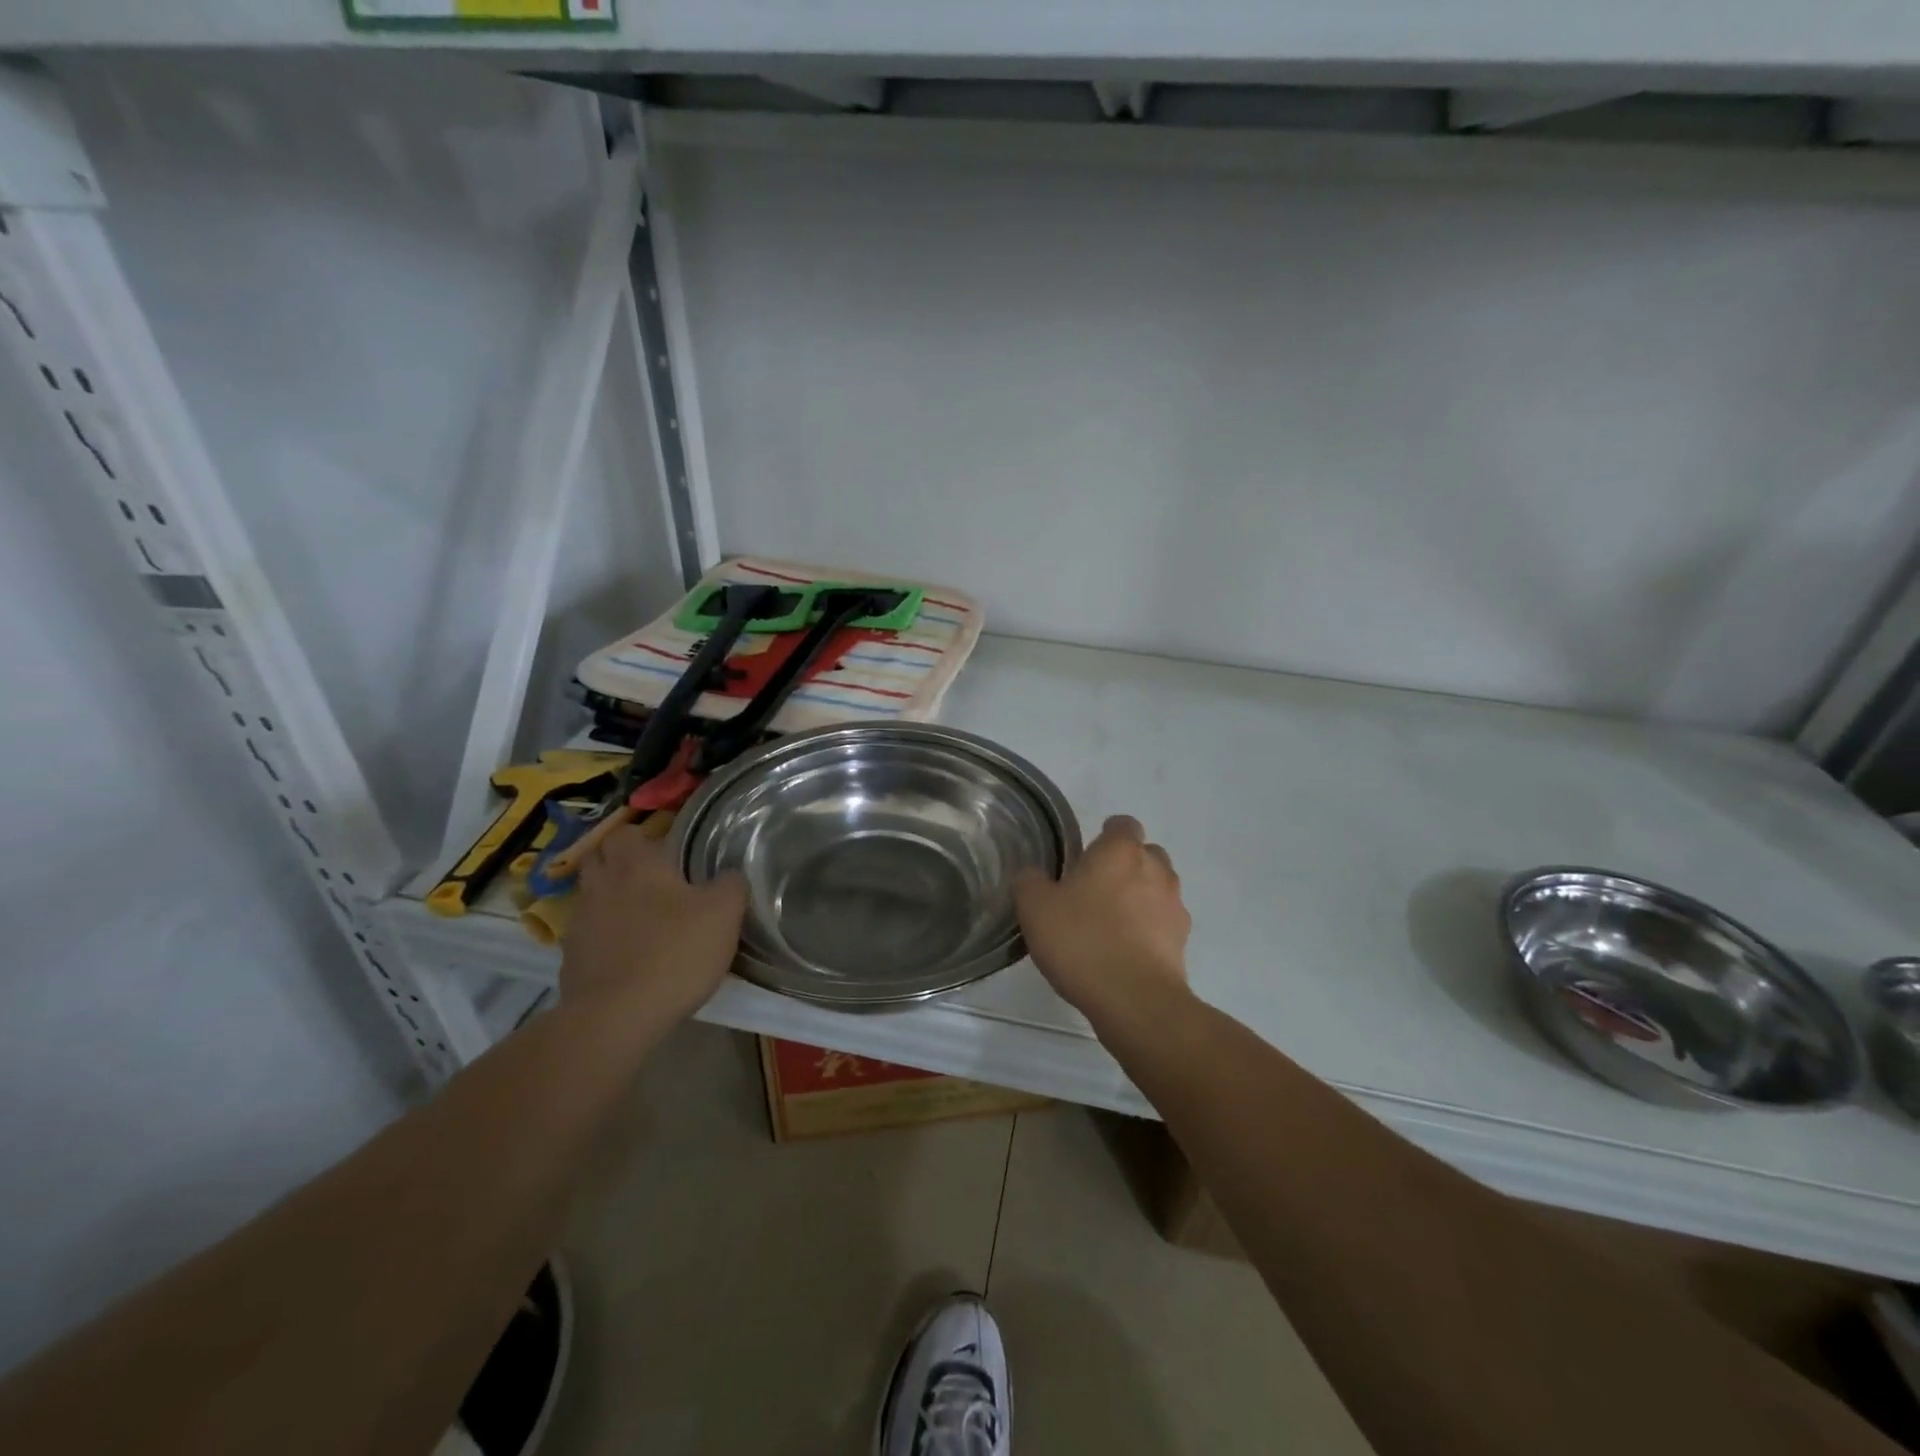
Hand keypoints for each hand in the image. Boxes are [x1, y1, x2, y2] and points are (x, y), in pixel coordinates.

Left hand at [559, 823, 746, 1031]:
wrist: (616, 1018)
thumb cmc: (674, 953)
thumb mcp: (724, 915)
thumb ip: (731, 885)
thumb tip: (730, 875)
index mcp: (636, 864)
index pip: (626, 832)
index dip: (642, 837)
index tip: (666, 849)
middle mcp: (600, 885)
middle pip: (599, 859)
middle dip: (620, 863)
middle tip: (652, 879)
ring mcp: (579, 924)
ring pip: (591, 897)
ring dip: (610, 900)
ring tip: (642, 918)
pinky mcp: (571, 961)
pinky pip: (588, 935)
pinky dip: (604, 938)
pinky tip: (628, 955)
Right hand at [1014, 815, 1191, 1029]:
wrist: (1134, 1000)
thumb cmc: (1082, 940)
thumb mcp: (1035, 908)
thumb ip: (1030, 882)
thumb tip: (1033, 875)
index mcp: (1120, 850)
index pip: (1122, 824)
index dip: (1105, 835)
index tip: (1085, 856)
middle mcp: (1155, 869)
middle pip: (1144, 854)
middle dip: (1124, 866)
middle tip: (1093, 890)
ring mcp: (1174, 905)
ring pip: (1157, 888)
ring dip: (1138, 898)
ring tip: (1109, 925)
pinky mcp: (1182, 941)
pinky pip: (1163, 923)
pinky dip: (1148, 929)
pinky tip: (1124, 952)